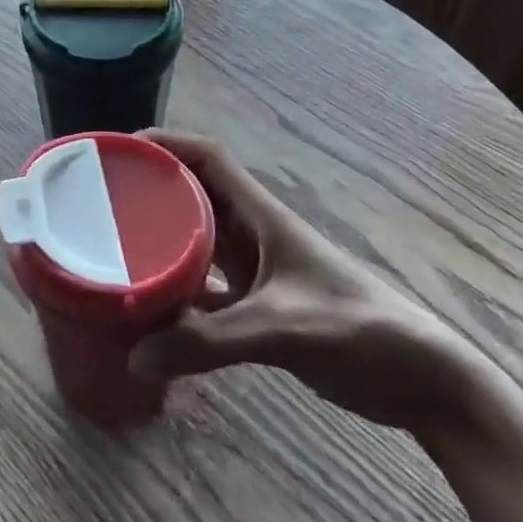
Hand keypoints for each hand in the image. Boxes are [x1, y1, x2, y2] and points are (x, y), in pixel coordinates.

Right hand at [130, 130, 483, 436]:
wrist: (421, 379)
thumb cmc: (360, 332)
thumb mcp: (282, 329)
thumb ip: (210, 343)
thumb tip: (135, 356)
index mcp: (263, 216)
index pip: (209, 158)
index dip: (167, 142)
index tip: (122, 149)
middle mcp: (254, 234)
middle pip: (195, 195)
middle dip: (152, 188)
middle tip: (101, 200)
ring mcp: (258, 272)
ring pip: (197, 241)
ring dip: (161, 240)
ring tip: (113, 248)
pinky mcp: (260, 308)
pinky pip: (206, 290)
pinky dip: (178, 294)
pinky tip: (149, 311)